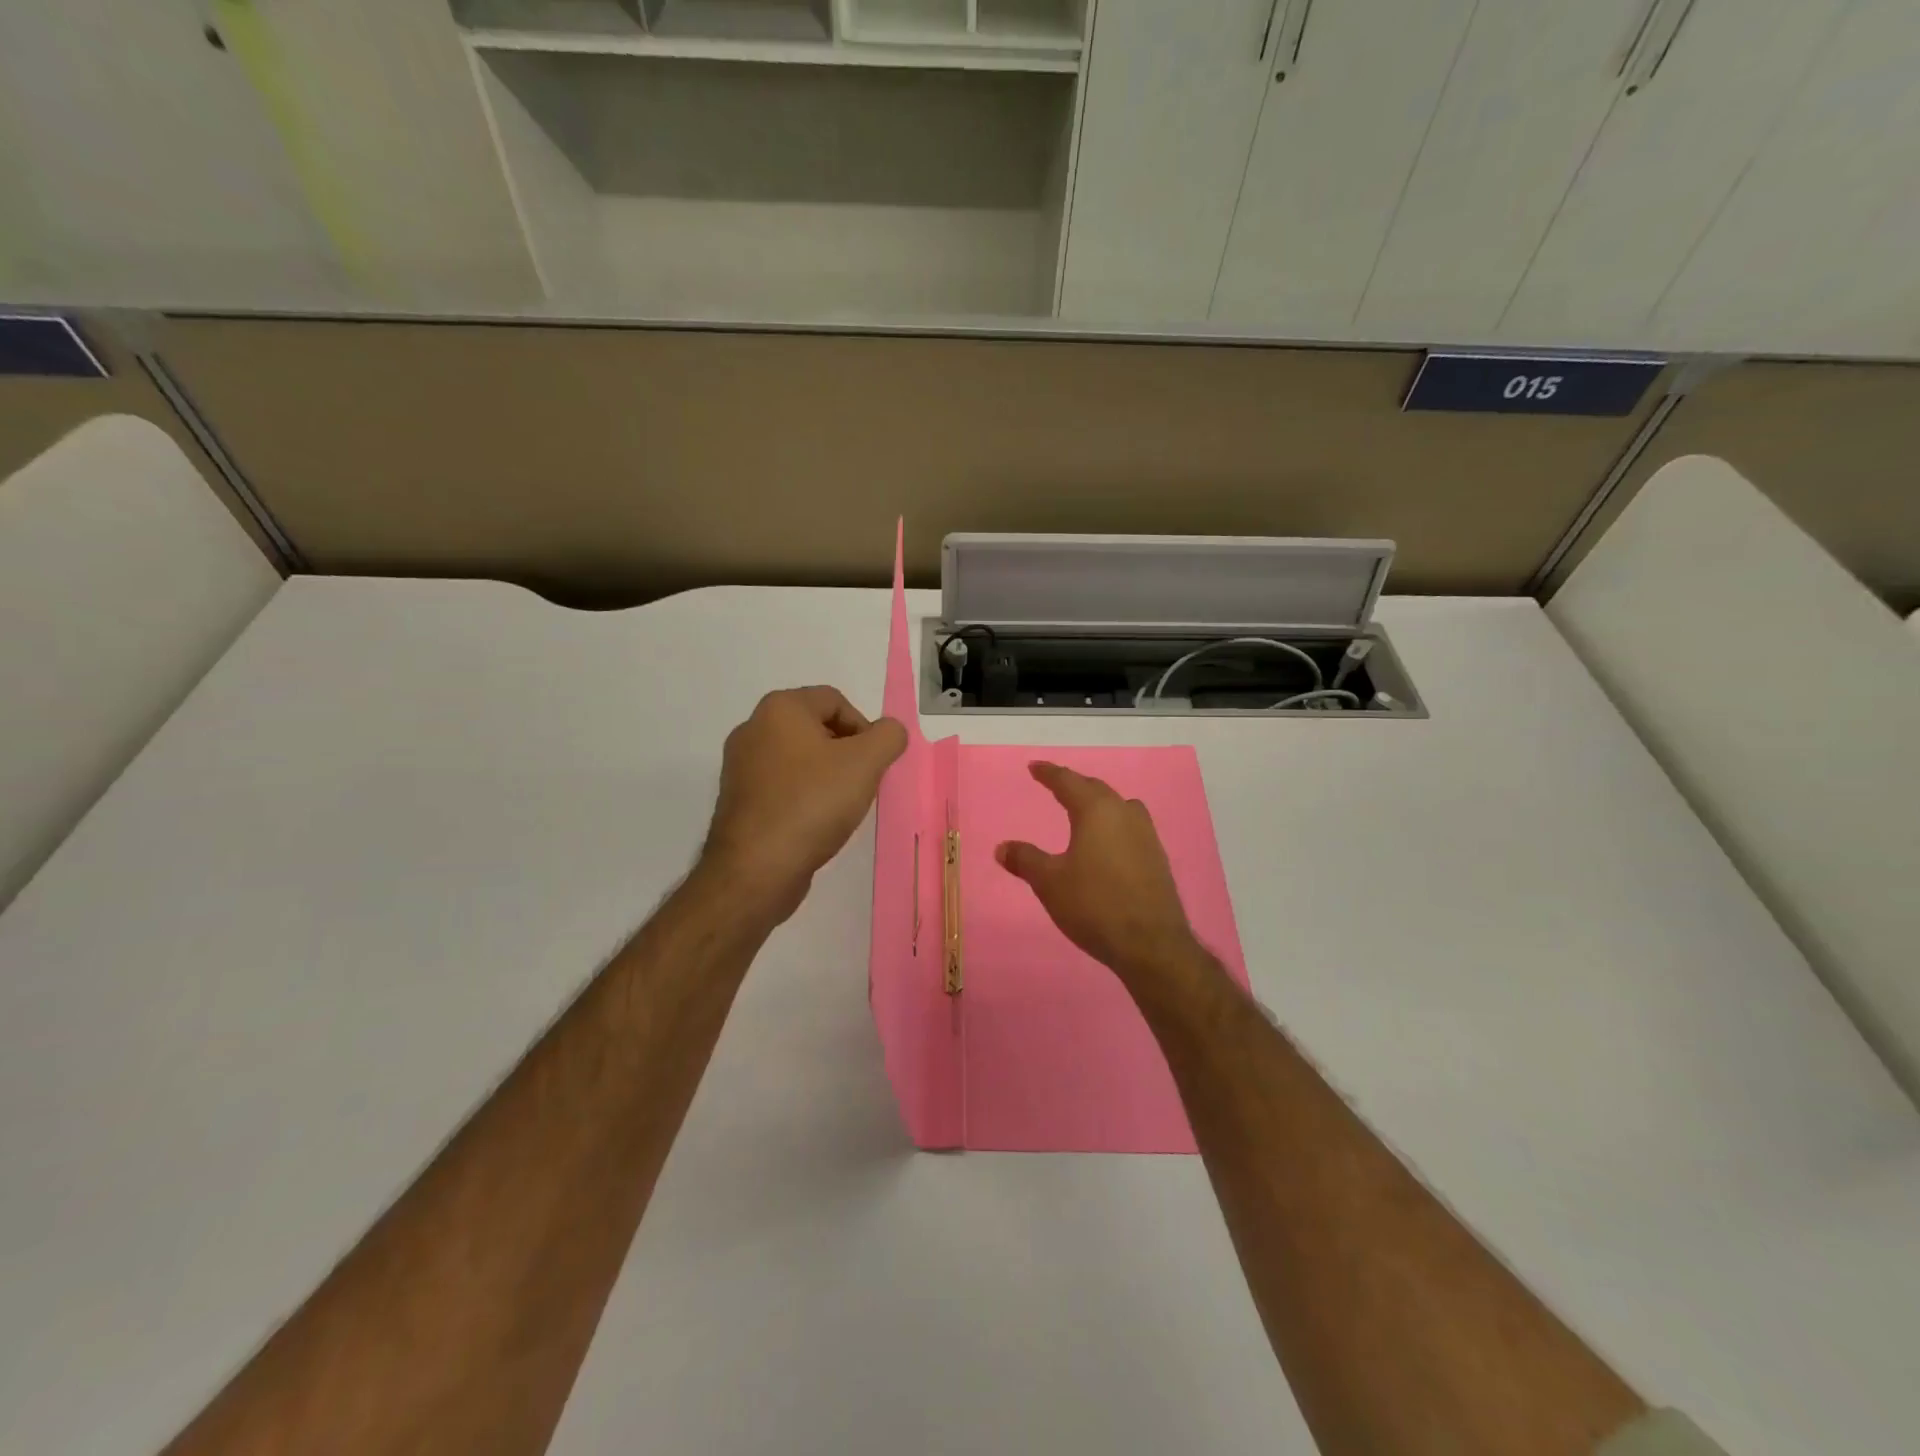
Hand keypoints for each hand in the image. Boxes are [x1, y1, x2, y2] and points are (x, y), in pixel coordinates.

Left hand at [701, 686, 907, 923]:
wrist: (756, 868)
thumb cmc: (812, 803)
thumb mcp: (866, 763)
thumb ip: (888, 737)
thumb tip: (889, 732)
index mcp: (780, 708)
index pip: (835, 701)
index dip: (864, 729)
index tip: (873, 764)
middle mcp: (753, 728)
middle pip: (816, 728)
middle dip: (846, 753)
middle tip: (860, 785)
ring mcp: (740, 766)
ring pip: (799, 759)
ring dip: (826, 777)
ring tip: (839, 807)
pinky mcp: (738, 800)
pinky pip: (782, 786)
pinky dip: (803, 797)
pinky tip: (814, 824)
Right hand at [996, 761, 1202, 987]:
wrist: (1150, 943)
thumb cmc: (1094, 904)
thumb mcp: (1049, 882)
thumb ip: (1025, 860)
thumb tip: (1002, 847)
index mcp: (1097, 811)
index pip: (1068, 782)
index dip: (1049, 773)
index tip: (1035, 767)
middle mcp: (1125, 814)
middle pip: (1097, 790)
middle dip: (1075, 786)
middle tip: (1056, 785)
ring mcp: (1146, 836)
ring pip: (1119, 807)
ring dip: (1099, 804)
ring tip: (1084, 811)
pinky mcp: (1157, 859)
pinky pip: (1131, 828)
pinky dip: (1113, 826)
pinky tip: (1107, 844)